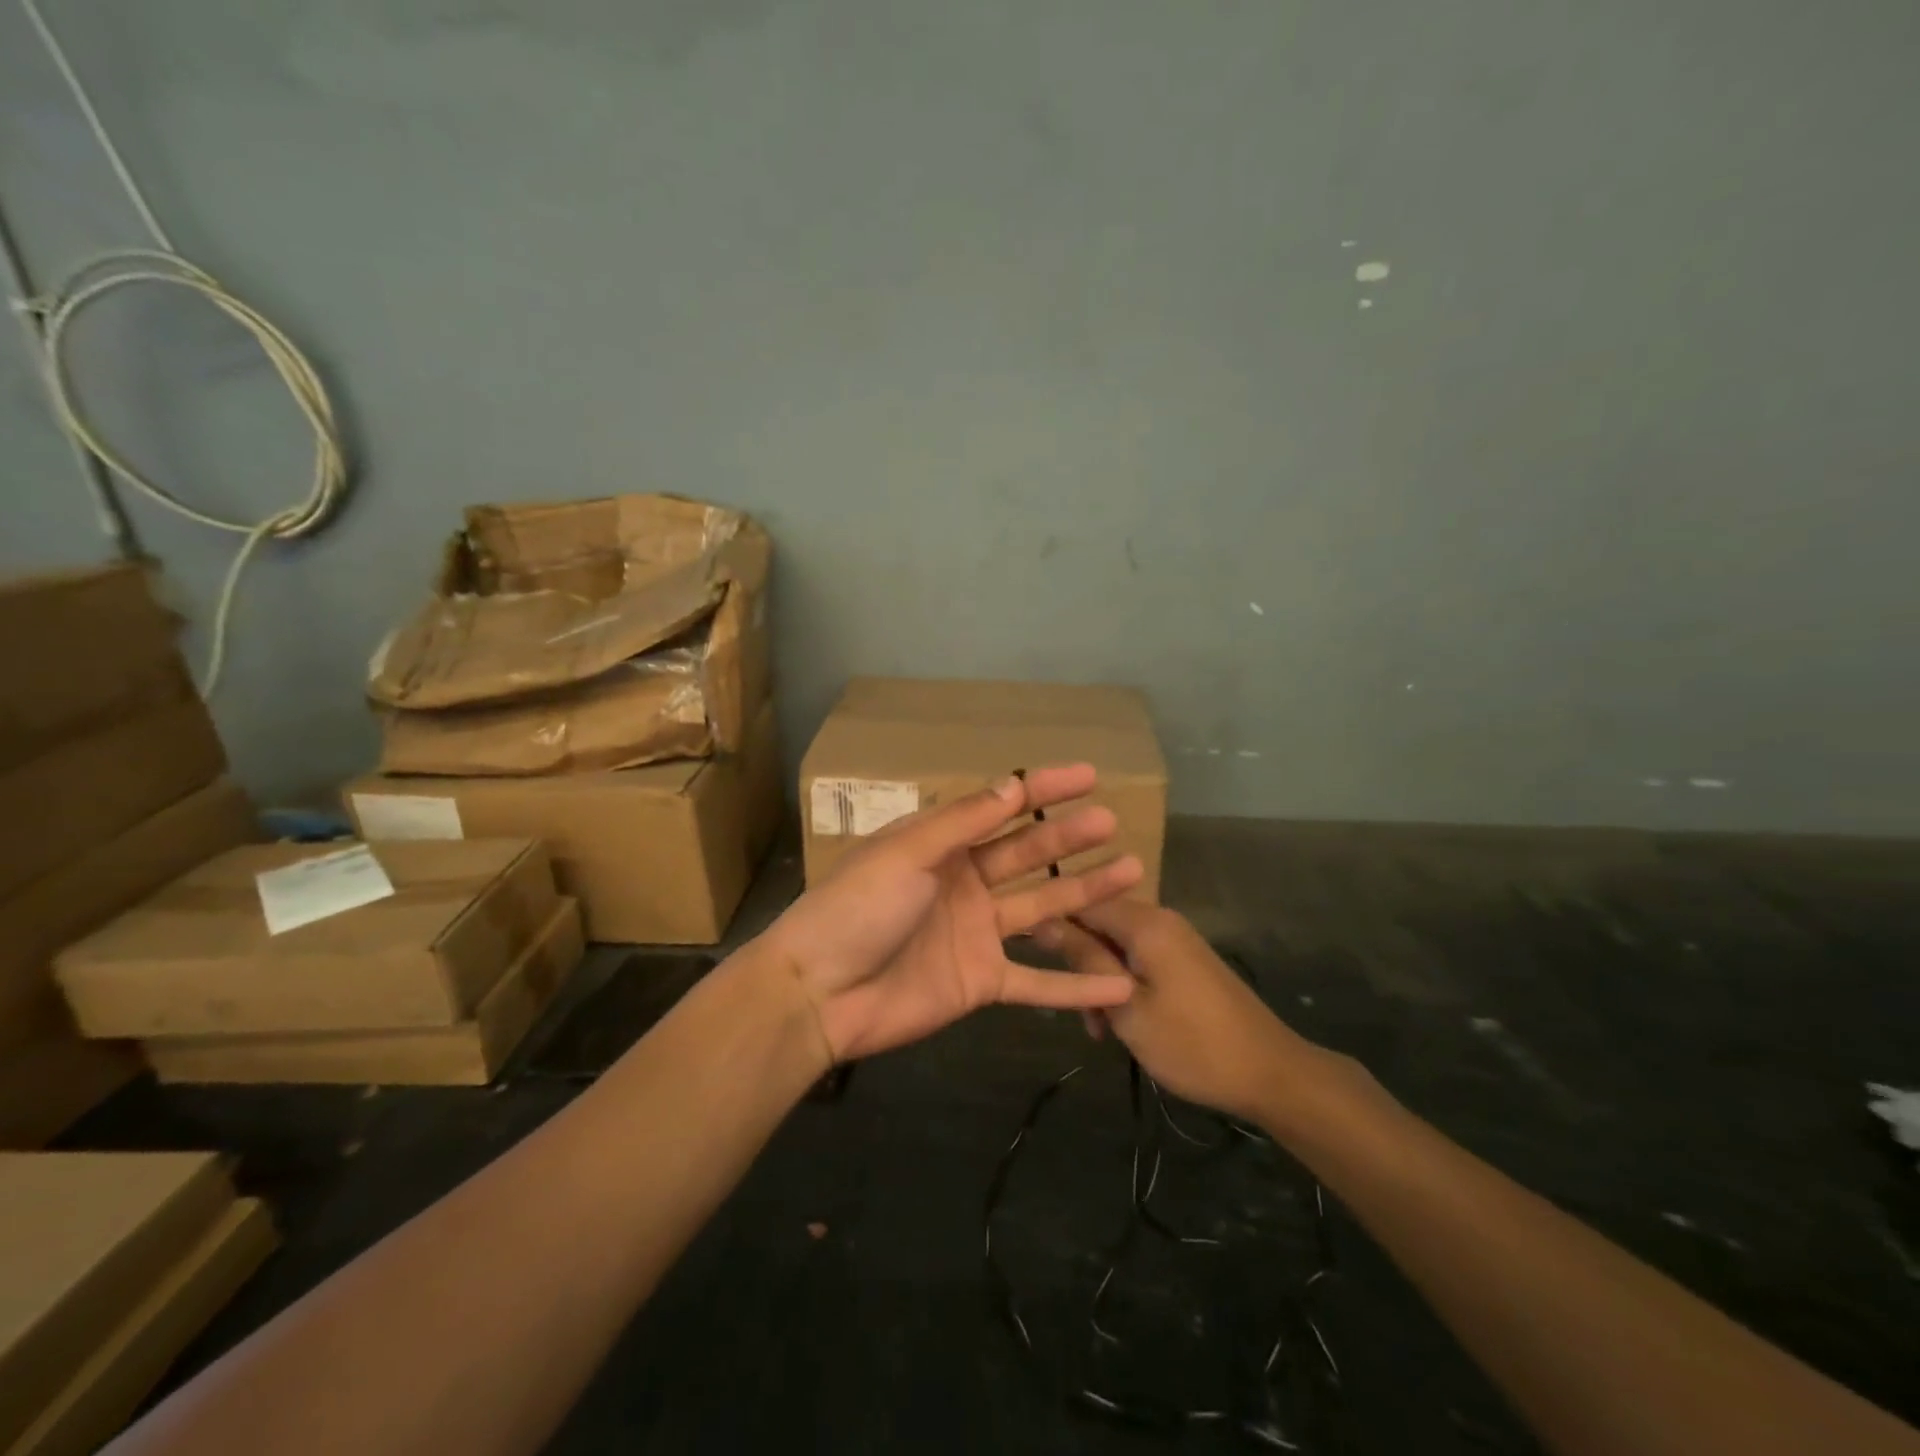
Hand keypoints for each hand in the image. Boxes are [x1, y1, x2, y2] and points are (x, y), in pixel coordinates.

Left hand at [764, 765, 1143, 1062]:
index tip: (1087, 774)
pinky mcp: (982, 981)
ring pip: (1043, 908)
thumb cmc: (857, 908)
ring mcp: (977, 933)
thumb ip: (962, 823)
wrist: (820, 993)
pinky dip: (1076, 985)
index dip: (1043, 789)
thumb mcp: (906, 853)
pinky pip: (1037, 982)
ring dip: (1084, 893)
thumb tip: (1012, 784)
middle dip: (1068, 836)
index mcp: (941, 845)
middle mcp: (964, 882)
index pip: (1001, 807)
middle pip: (1027, 854)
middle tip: (1111, 821)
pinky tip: (1120, 982)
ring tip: (1131, 873)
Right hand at [1035, 902, 1306, 1123]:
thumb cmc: (1191, 1043)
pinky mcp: (1185, 960)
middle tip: (1081, 1016)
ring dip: (1100, 981)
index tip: (1036, 962)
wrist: (1270, 1072)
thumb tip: (1042, 922)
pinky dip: (1124, 984)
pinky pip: (1139, 958)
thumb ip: (1084, 960)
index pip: (1080, 901)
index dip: (1053, 927)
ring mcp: (1175, 939)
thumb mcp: (1126, 1006)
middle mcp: (1159, 919)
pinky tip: (1126, 1023)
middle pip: (1098, 924)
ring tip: (1103, 1030)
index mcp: (1144, 922)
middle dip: (1080, 964)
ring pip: (1116, 946)